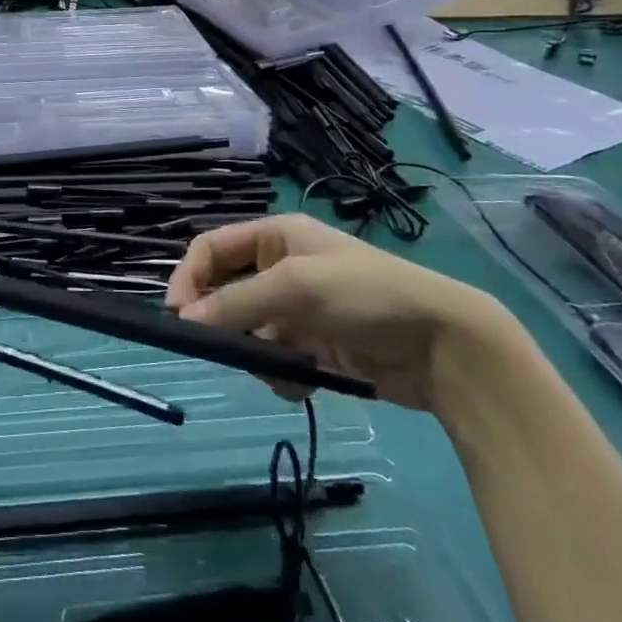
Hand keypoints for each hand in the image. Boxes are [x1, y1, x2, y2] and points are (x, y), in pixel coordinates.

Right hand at [166, 214, 512, 413]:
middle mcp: (282, 268)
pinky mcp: (315, 347)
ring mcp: (298, 310)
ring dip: (253, 353)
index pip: (211, 248)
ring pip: (247, 331)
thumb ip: (235, 302)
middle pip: (226, 292)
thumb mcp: (296, 287)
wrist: (444, 345)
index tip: (178, 314)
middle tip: (219, 349)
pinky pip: (275, 359)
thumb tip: (183, 320)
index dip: (189, 275)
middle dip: (223, 321)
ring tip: (278, 368)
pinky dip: (282, 374)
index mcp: (276, 237)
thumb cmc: (366, 295)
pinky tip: (305, 384)